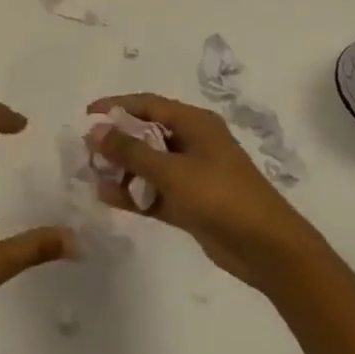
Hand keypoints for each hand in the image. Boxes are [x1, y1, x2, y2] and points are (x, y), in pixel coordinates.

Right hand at [88, 93, 322, 290]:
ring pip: (149, 164)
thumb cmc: (221, 196)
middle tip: (87, 153)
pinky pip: (156, 191)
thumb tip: (95, 130)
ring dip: (123, 170)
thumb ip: (131, 152)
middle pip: (146, 133)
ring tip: (92, 178)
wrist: (268, 249)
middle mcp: (193, 142)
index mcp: (194, 123)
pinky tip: (109, 198)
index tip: (87, 115)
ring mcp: (193, 174)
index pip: (148, 104)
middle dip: (117, 141)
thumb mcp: (172, 171)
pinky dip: (135, 193)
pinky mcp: (191, 203)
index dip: (116, 107)